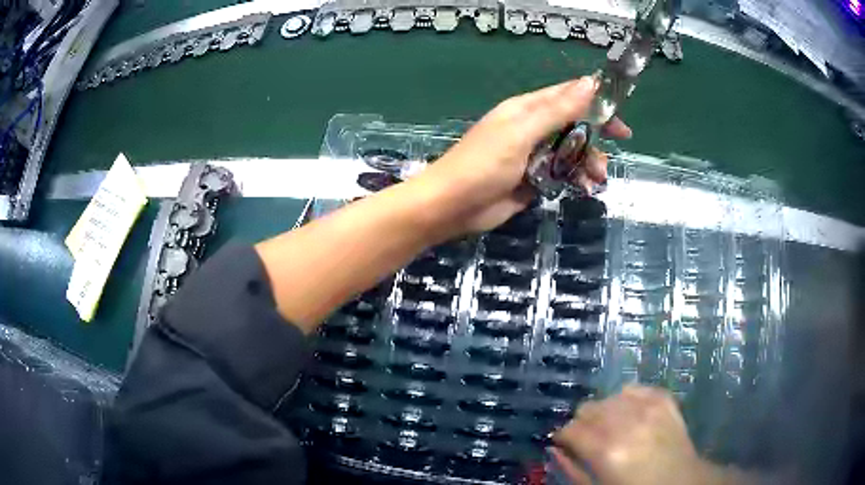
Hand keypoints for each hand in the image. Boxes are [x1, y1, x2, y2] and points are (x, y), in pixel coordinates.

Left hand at [417, 76, 630, 234]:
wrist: (453, 206)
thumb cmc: (484, 164)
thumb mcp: (522, 132)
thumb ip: (557, 109)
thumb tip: (590, 82)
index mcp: (527, 109)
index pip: (567, 96)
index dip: (594, 102)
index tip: (619, 115)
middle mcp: (531, 128)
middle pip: (573, 125)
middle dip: (595, 136)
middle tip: (617, 148)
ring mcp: (532, 155)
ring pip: (570, 152)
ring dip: (588, 162)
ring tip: (597, 178)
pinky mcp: (532, 179)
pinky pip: (561, 174)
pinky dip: (576, 179)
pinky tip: (585, 189)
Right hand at [552, 385, 716, 484]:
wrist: (680, 481)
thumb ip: (572, 470)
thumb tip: (554, 449)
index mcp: (606, 451)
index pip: (570, 429)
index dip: (564, 437)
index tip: (566, 444)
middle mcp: (626, 423)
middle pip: (588, 408)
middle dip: (583, 423)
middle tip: (590, 439)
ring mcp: (648, 407)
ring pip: (608, 397)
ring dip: (604, 412)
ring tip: (613, 428)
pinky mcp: (663, 399)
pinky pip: (634, 388)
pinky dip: (627, 399)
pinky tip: (630, 414)